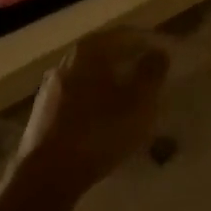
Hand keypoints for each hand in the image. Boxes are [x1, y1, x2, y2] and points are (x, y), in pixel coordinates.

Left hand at [14, 27, 170, 206]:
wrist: (47, 175)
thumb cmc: (99, 131)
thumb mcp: (138, 102)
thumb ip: (151, 73)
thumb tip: (158, 52)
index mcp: (89, 51)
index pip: (124, 34)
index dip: (148, 41)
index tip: (166, 52)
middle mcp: (66, 62)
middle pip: (105, 54)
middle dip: (130, 62)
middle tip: (152, 75)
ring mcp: (51, 88)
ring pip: (91, 77)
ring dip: (113, 84)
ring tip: (134, 99)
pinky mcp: (44, 114)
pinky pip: (79, 98)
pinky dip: (98, 102)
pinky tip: (108, 120)